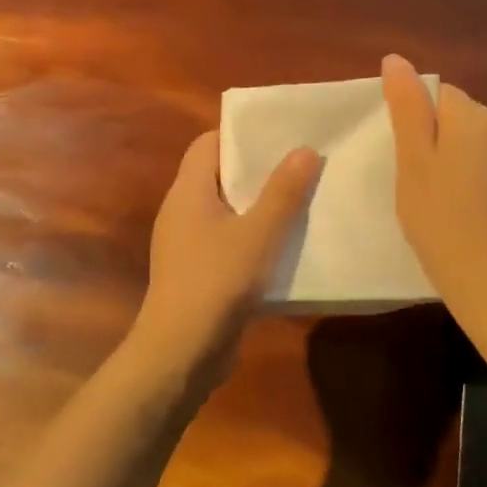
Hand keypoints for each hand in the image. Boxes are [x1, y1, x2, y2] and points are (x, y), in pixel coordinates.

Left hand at [132, 131, 321, 378]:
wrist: (181, 352)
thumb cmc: (217, 281)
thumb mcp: (259, 233)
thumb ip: (283, 192)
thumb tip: (305, 149)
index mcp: (188, 191)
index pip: (208, 144)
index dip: (240, 134)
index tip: (279, 134)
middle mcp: (182, 211)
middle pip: (219, 176)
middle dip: (258, 170)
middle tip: (301, 164)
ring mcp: (186, 245)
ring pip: (226, 211)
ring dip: (259, 207)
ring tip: (302, 200)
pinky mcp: (197, 273)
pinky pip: (227, 242)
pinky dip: (253, 238)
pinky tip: (285, 247)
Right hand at [382, 54, 486, 314]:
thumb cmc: (438, 215)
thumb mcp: (412, 159)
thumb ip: (406, 106)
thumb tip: (396, 59)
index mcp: (472, 116)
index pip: (438, 94)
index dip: (416, 123)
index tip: (406, 158)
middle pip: (458, 117)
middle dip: (436, 139)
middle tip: (416, 181)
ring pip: (473, 143)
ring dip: (454, 159)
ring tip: (437, 198)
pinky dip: (472, 179)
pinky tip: (461, 210)